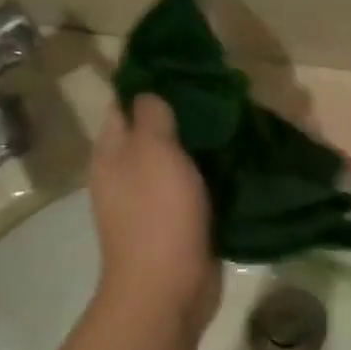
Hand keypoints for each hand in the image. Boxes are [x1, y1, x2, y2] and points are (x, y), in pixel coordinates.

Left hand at [90, 95, 218, 331]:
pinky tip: (238, 157)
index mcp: (112, 151)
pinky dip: (212, 171)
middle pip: (152, 129)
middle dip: (184, 110)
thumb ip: (152, 115)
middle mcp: (126, 172)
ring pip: (177, 158)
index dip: (149, 79)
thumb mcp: (153, 151)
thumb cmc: (157, 214)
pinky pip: (194, 185)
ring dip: (202, 141)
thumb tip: (150, 92)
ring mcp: (151, 199)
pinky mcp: (177, 221)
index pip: (124, 102)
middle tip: (221, 88)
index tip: (185, 62)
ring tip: (236, 116)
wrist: (167, 288)